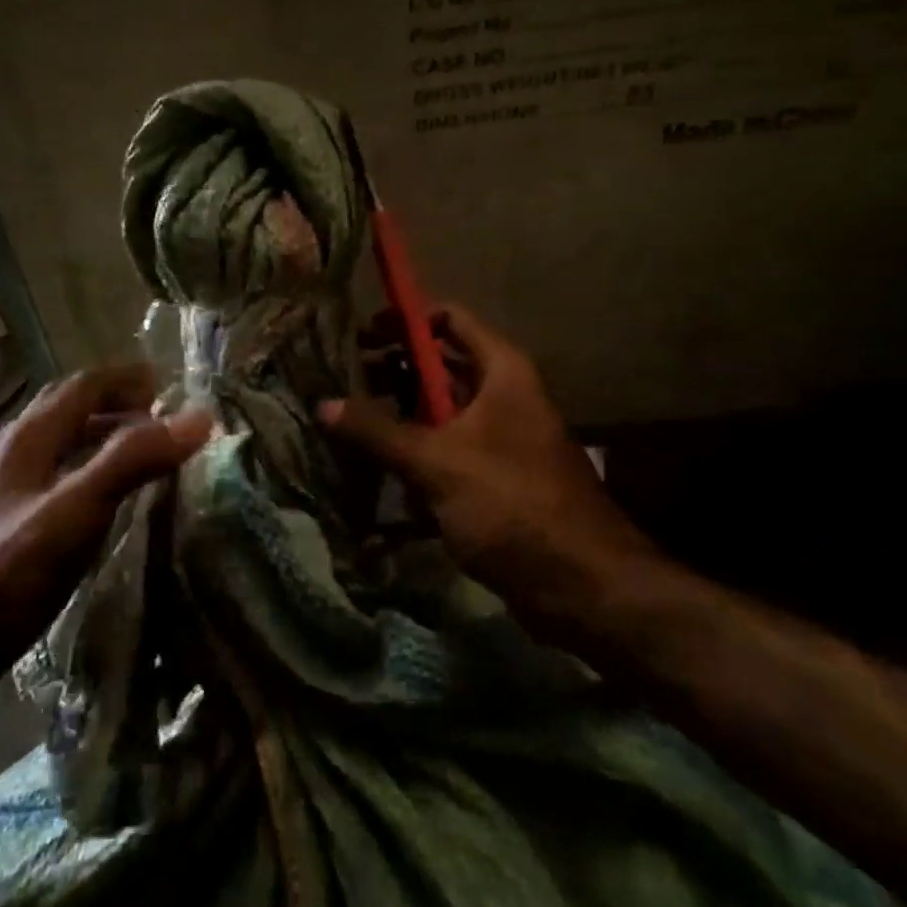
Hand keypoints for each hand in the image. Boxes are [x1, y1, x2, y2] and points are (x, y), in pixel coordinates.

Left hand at [0, 365, 211, 704]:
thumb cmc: (0, 576)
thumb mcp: (74, 511)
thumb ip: (133, 459)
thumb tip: (197, 417)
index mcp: (30, 438)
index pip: (85, 384)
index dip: (128, 378)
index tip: (172, 386)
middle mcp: (18, 455)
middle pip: (73, 410)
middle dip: (120, 405)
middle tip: (165, 420)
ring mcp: (11, 495)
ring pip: (67, 449)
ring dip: (108, 441)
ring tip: (150, 458)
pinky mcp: (11, 532)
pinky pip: (64, 485)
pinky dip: (96, 478)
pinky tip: (114, 508)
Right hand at [320, 306, 662, 638]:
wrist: (584, 587)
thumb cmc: (513, 504)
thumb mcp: (438, 461)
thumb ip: (378, 430)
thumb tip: (322, 403)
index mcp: (500, 371)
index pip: (448, 319)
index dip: (404, 322)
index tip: (360, 337)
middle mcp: (501, 395)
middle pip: (437, 368)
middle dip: (390, 375)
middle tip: (341, 386)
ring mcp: (498, 439)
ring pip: (437, 414)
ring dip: (396, 420)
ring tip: (345, 428)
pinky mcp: (492, 479)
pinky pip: (444, 454)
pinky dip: (413, 458)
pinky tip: (373, 474)